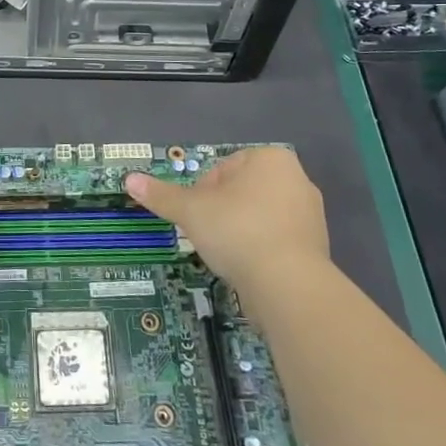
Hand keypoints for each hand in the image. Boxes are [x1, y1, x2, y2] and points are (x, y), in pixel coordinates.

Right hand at [125, 147, 328, 316]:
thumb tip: (129, 179)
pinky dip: (259, 250)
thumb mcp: (190, 210)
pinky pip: (277, 241)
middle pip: (241, 191)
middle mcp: (297, 179)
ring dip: (239, 231)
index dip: (203, 191)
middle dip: (221, 211)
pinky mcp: (316, 247)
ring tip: (226, 254)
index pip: (223, 168)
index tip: (197, 214)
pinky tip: (247, 268)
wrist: (288, 286)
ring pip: (258, 216)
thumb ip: (161, 195)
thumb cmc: (237, 231)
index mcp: (271, 159)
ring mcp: (311, 215)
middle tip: (207, 234)